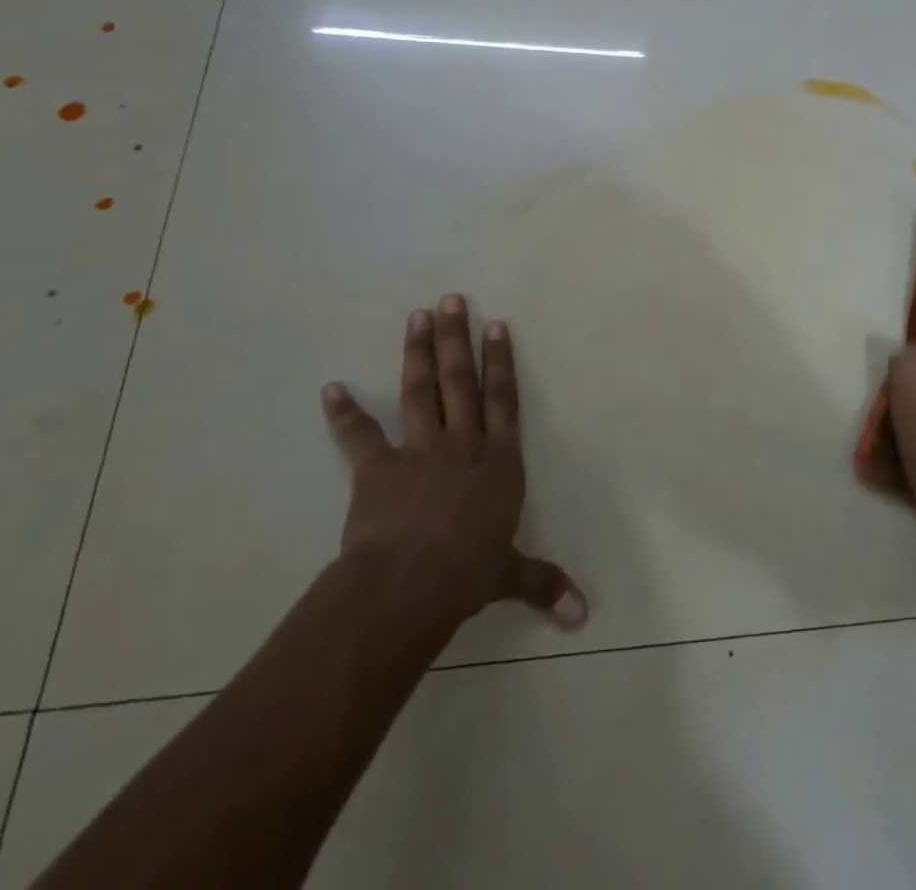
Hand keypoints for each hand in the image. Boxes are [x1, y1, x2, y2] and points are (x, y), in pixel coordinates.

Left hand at [320, 295, 586, 643]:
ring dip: (418, 353)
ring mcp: (420, 451)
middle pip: (461, 381)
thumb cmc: (469, 571)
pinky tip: (332, 388)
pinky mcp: (378, 469)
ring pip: (421, 392)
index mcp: (500, 460)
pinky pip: (360, 436)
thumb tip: (584, 616)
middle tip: (451, 299)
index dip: (501, 361)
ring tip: (417, 316)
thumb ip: (545, 584)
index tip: (496, 325)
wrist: (411, 584)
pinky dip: (345, 413)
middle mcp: (464, 443)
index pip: (504, 399)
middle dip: (457, 338)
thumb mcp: (511, 575)